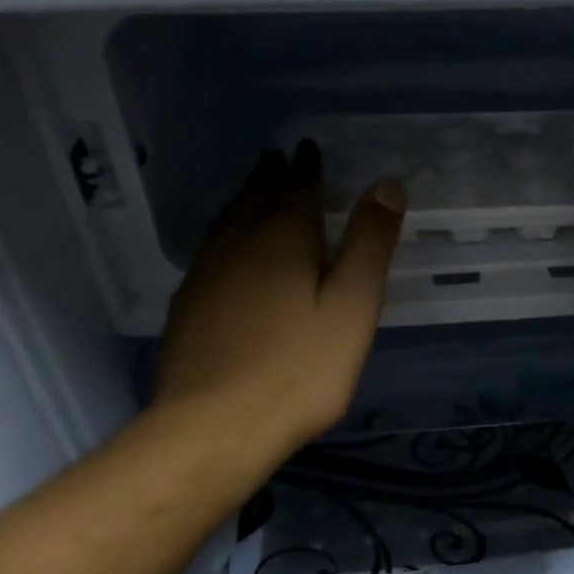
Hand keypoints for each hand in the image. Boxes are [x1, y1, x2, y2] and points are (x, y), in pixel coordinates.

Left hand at [152, 140, 404, 456]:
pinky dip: (225, 236)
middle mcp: (237, 245)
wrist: (215, 426)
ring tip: (253, 193)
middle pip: (254, 199)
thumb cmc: (299, 369)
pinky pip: (209, 252)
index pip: (296, 189)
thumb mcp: (352, 306)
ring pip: (226, 223)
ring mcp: (205, 276)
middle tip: (278, 160)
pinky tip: (226, 253)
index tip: (307, 148)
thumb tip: (386, 184)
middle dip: (270, 177)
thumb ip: (369, 245)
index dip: (306, 168)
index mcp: (282, 239)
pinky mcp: (187, 307)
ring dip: (243, 201)